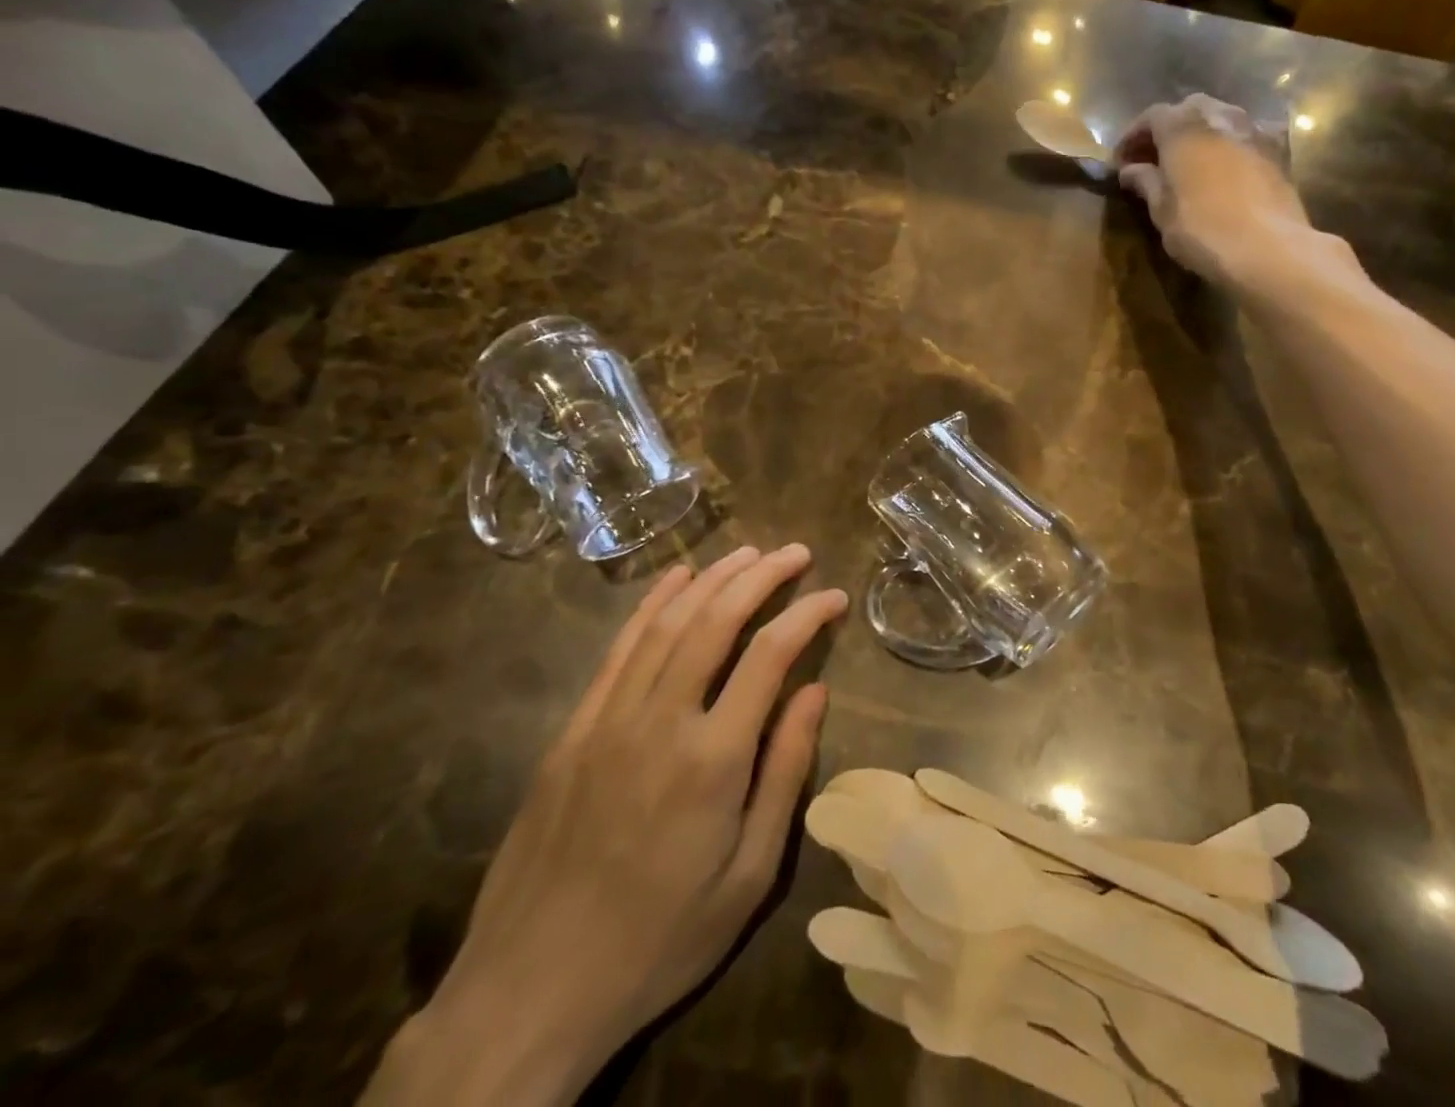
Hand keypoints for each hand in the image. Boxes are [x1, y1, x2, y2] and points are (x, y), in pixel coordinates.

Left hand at [366, 545, 845, 1106]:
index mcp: (713, 759)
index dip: (807, 614)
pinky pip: (619, 649)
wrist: (530, 991)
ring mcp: (608, 719)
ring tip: (749, 553)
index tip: (834, 596)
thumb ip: (785, 775)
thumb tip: (816, 692)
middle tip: (796, 553)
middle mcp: (660, 721)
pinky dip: (652, 604)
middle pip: (717, 620)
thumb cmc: (660, 940)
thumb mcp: (749, 877)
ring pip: (668, 623)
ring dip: (713, 578)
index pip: (771, 655)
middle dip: (762, 576)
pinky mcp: (573, 729)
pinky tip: (677, 579)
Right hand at [1115, 93, 1311, 287]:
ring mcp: (1253, 130)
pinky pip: (1247, 136)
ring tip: (1189, 162)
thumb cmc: (1202, 229)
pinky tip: (1226, 167)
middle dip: (1168, 129)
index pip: (1151, 116)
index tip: (1121, 162)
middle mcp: (1219, 116)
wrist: (1268, 248)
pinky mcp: (1279, 150)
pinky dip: (1230, 145)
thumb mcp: (1161, 210)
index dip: (1133, 136)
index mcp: (1183, 127)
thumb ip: (1145, 182)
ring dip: (1201, 134)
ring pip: (1221, 118)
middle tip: (1154, 159)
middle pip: (1188, 109)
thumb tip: (1130, 170)